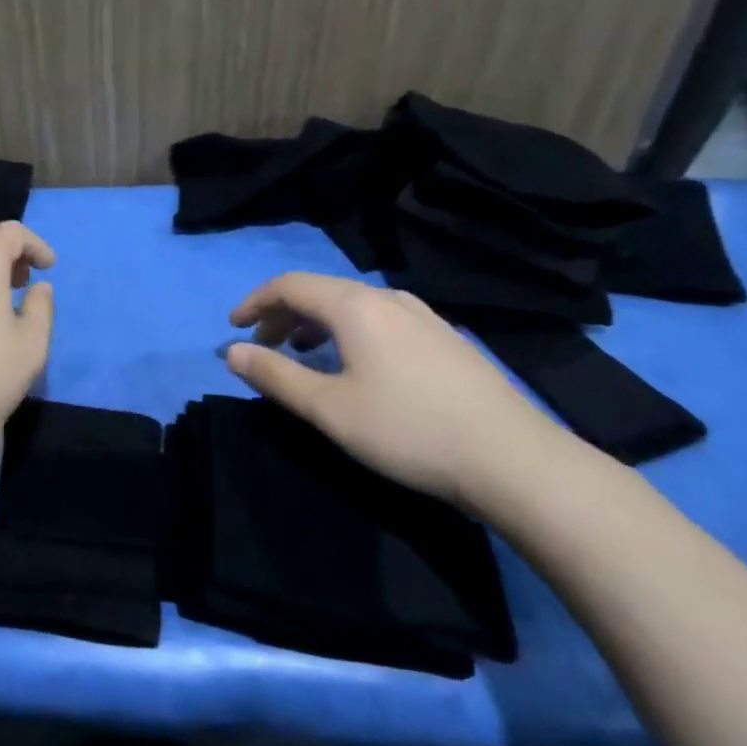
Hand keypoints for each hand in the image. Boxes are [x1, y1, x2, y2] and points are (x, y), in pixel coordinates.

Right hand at [224, 273, 566, 512]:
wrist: (515, 461)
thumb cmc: (408, 430)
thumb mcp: (328, 408)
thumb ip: (275, 376)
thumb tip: (230, 352)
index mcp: (354, 306)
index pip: (289, 285)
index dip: (254, 302)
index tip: (233, 329)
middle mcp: (388, 298)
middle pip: (320, 291)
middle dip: (282, 314)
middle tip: (263, 347)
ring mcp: (423, 316)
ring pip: (352, 304)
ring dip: (315, 322)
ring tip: (303, 353)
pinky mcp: (446, 339)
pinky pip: (381, 318)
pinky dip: (349, 330)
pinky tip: (358, 364)